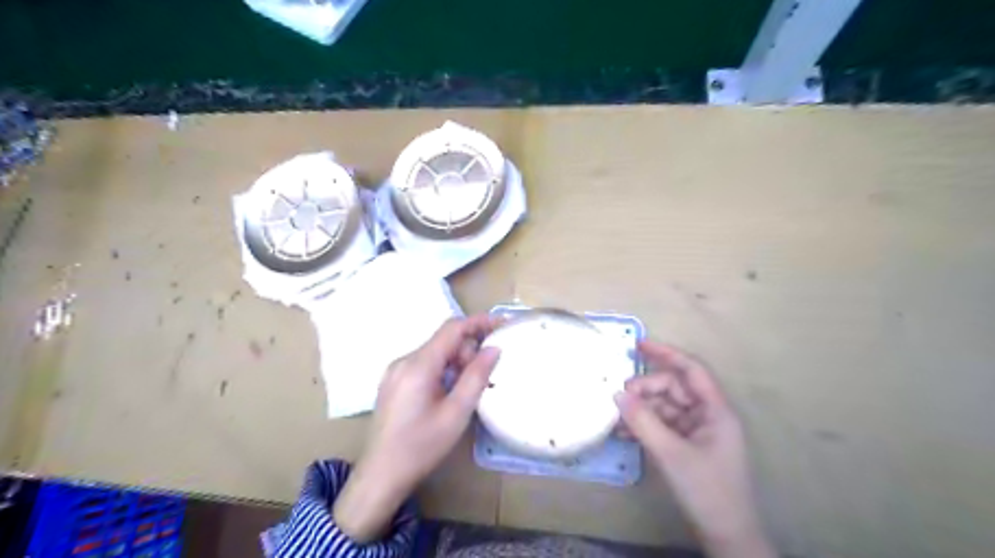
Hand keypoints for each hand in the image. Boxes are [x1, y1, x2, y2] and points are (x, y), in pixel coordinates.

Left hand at [333, 316, 501, 542]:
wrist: (381, 475)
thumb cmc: (421, 447)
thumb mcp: (456, 413)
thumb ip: (476, 376)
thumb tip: (493, 348)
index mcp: (418, 365)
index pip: (452, 328)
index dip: (479, 322)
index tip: (503, 323)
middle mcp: (404, 360)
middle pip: (443, 340)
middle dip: (468, 350)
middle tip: (484, 375)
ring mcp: (395, 371)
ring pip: (434, 352)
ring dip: (456, 361)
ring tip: (467, 389)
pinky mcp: (393, 382)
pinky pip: (423, 364)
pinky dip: (442, 369)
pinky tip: (449, 392)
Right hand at [615, 340, 777, 557]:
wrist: (726, 536)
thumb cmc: (707, 490)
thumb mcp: (671, 453)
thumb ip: (643, 421)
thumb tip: (617, 393)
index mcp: (715, 410)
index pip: (691, 370)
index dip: (666, 354)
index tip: (638, 345)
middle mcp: (707, 415)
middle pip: (673, 389)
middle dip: (646, 389)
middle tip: (619, 398)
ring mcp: (697, 431)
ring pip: (664, 407)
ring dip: (641, 410)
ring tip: (616, 418)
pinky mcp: (687, 446)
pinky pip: (662, 426)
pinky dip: (644, 426)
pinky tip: (623, 432)